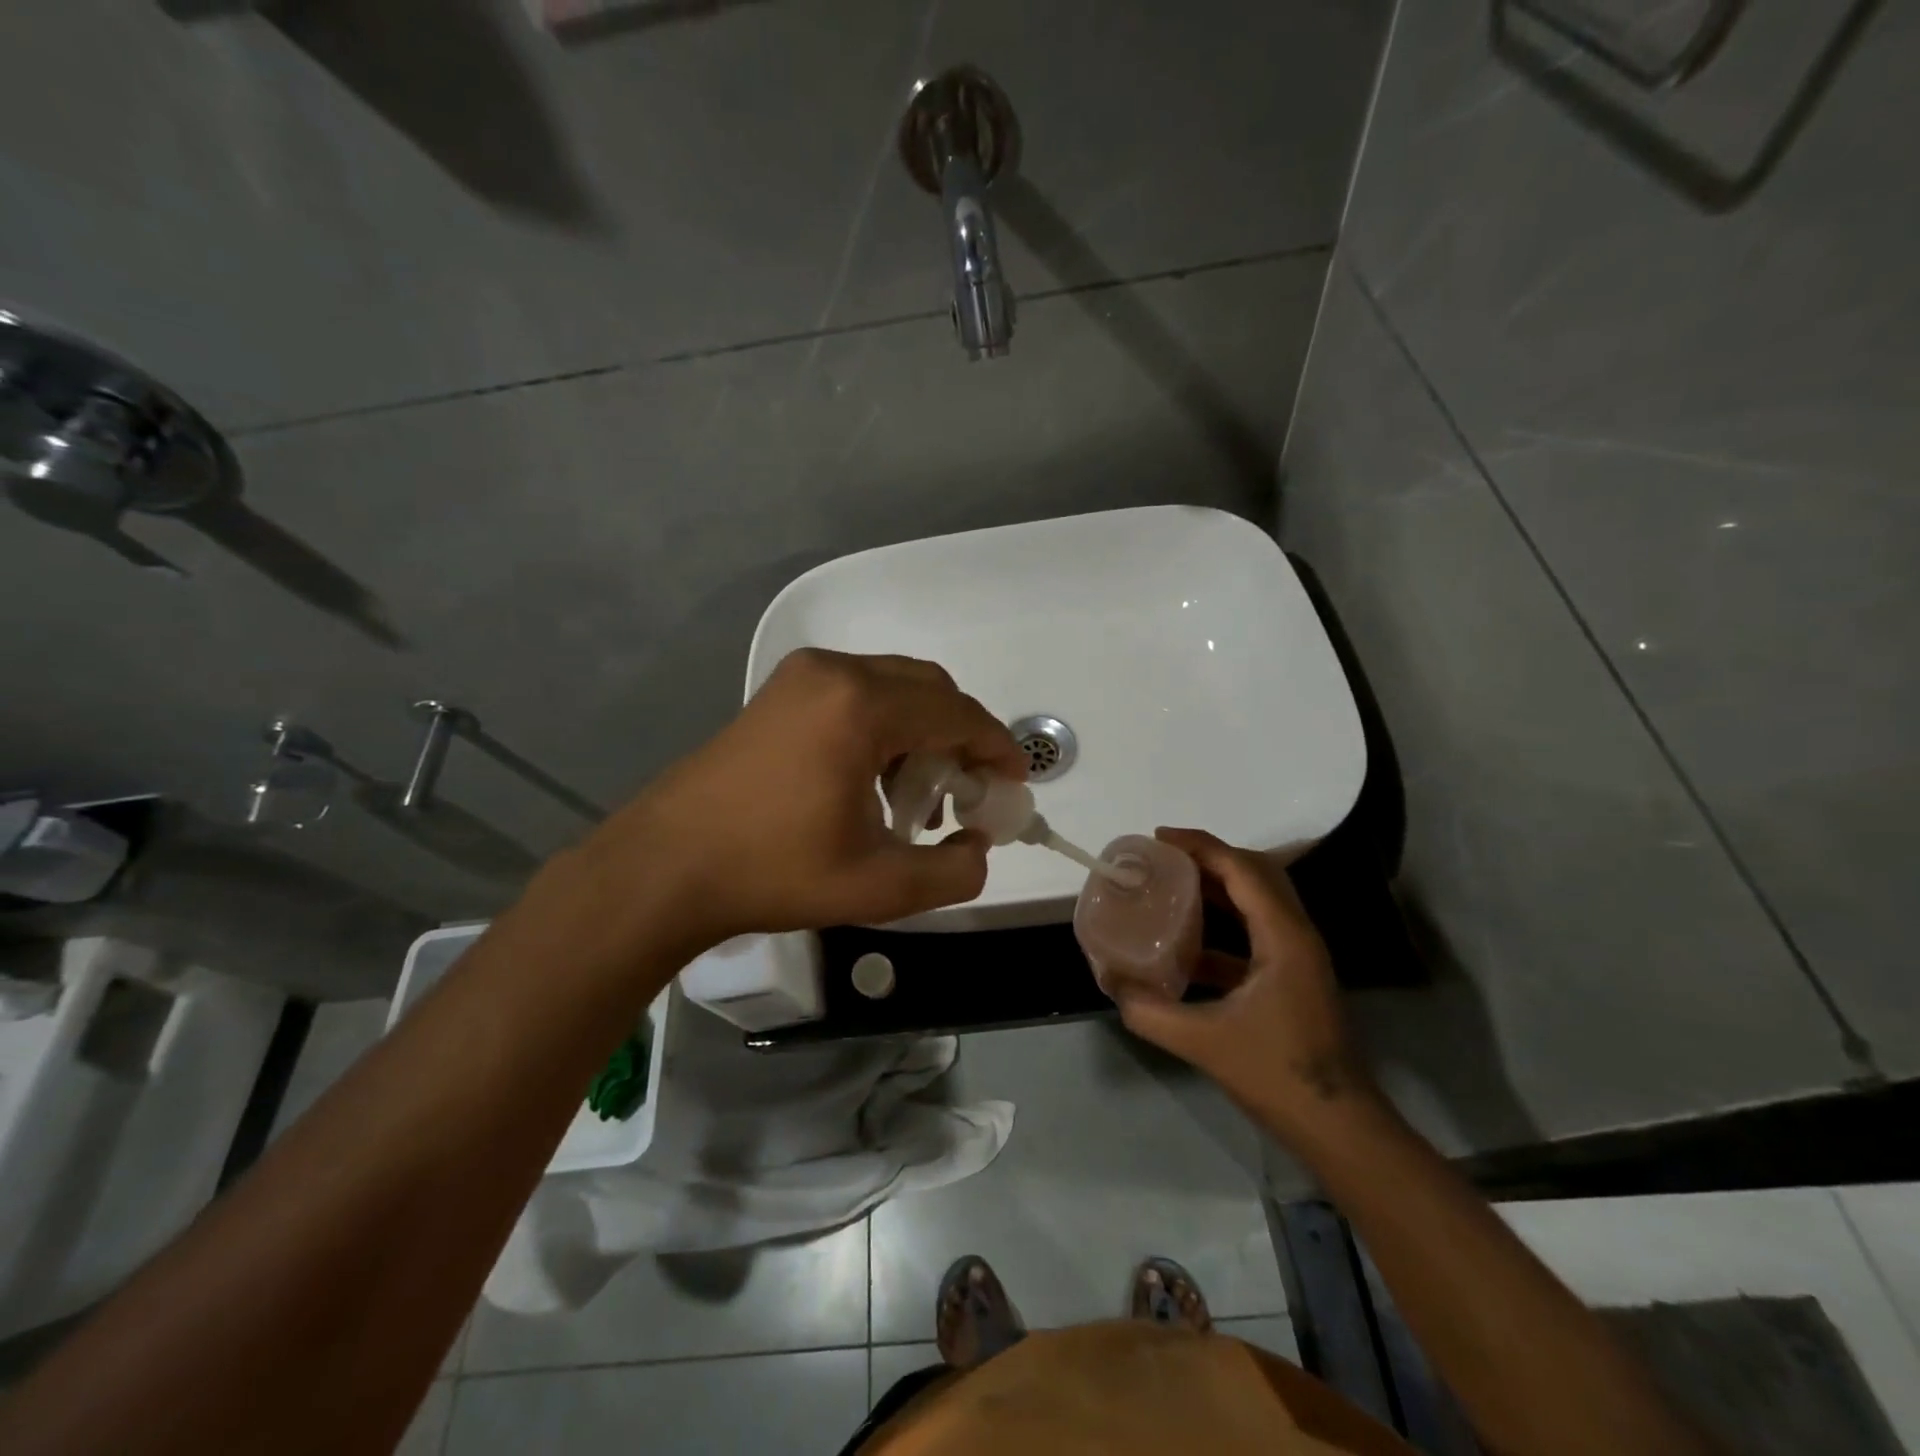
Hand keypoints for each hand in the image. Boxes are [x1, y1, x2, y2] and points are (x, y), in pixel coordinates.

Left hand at [566, 649, 1025, 955]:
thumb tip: (978, 848)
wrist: (666, 866)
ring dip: (922, 731)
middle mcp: (835, 672)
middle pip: (929, 688)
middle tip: (967, 792)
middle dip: (961, 736)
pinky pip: (857, 692)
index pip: (957, 712)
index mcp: (861, 708)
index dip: (996, 746)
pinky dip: (884, 726)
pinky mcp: (780, 691)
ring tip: (916, 795)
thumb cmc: (773, 872)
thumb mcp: (878, 887)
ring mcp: (802, 675)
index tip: (1015, 782)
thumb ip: (953, 872)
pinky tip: (871, 780)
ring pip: (893, 686)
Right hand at [1115, 828, 1373, 1136]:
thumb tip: (1110, 982)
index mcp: (1283, 936)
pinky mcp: (1291, 976)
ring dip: (1216, 886)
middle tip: (1165, 856)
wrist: (1337, 1126)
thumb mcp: (1203, 1042)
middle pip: (1255, 873)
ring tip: (1171, 884)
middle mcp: (1296, 934)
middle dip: (1209, 856)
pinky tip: (1187, 943)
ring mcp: (1297, 956)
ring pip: (1257, 900)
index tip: (1159, 837)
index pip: (1242, 869)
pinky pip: (1255, 931)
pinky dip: (1222, 924)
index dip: (1200, 845)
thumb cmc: (1277, 1074)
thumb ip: (1150, 1011)